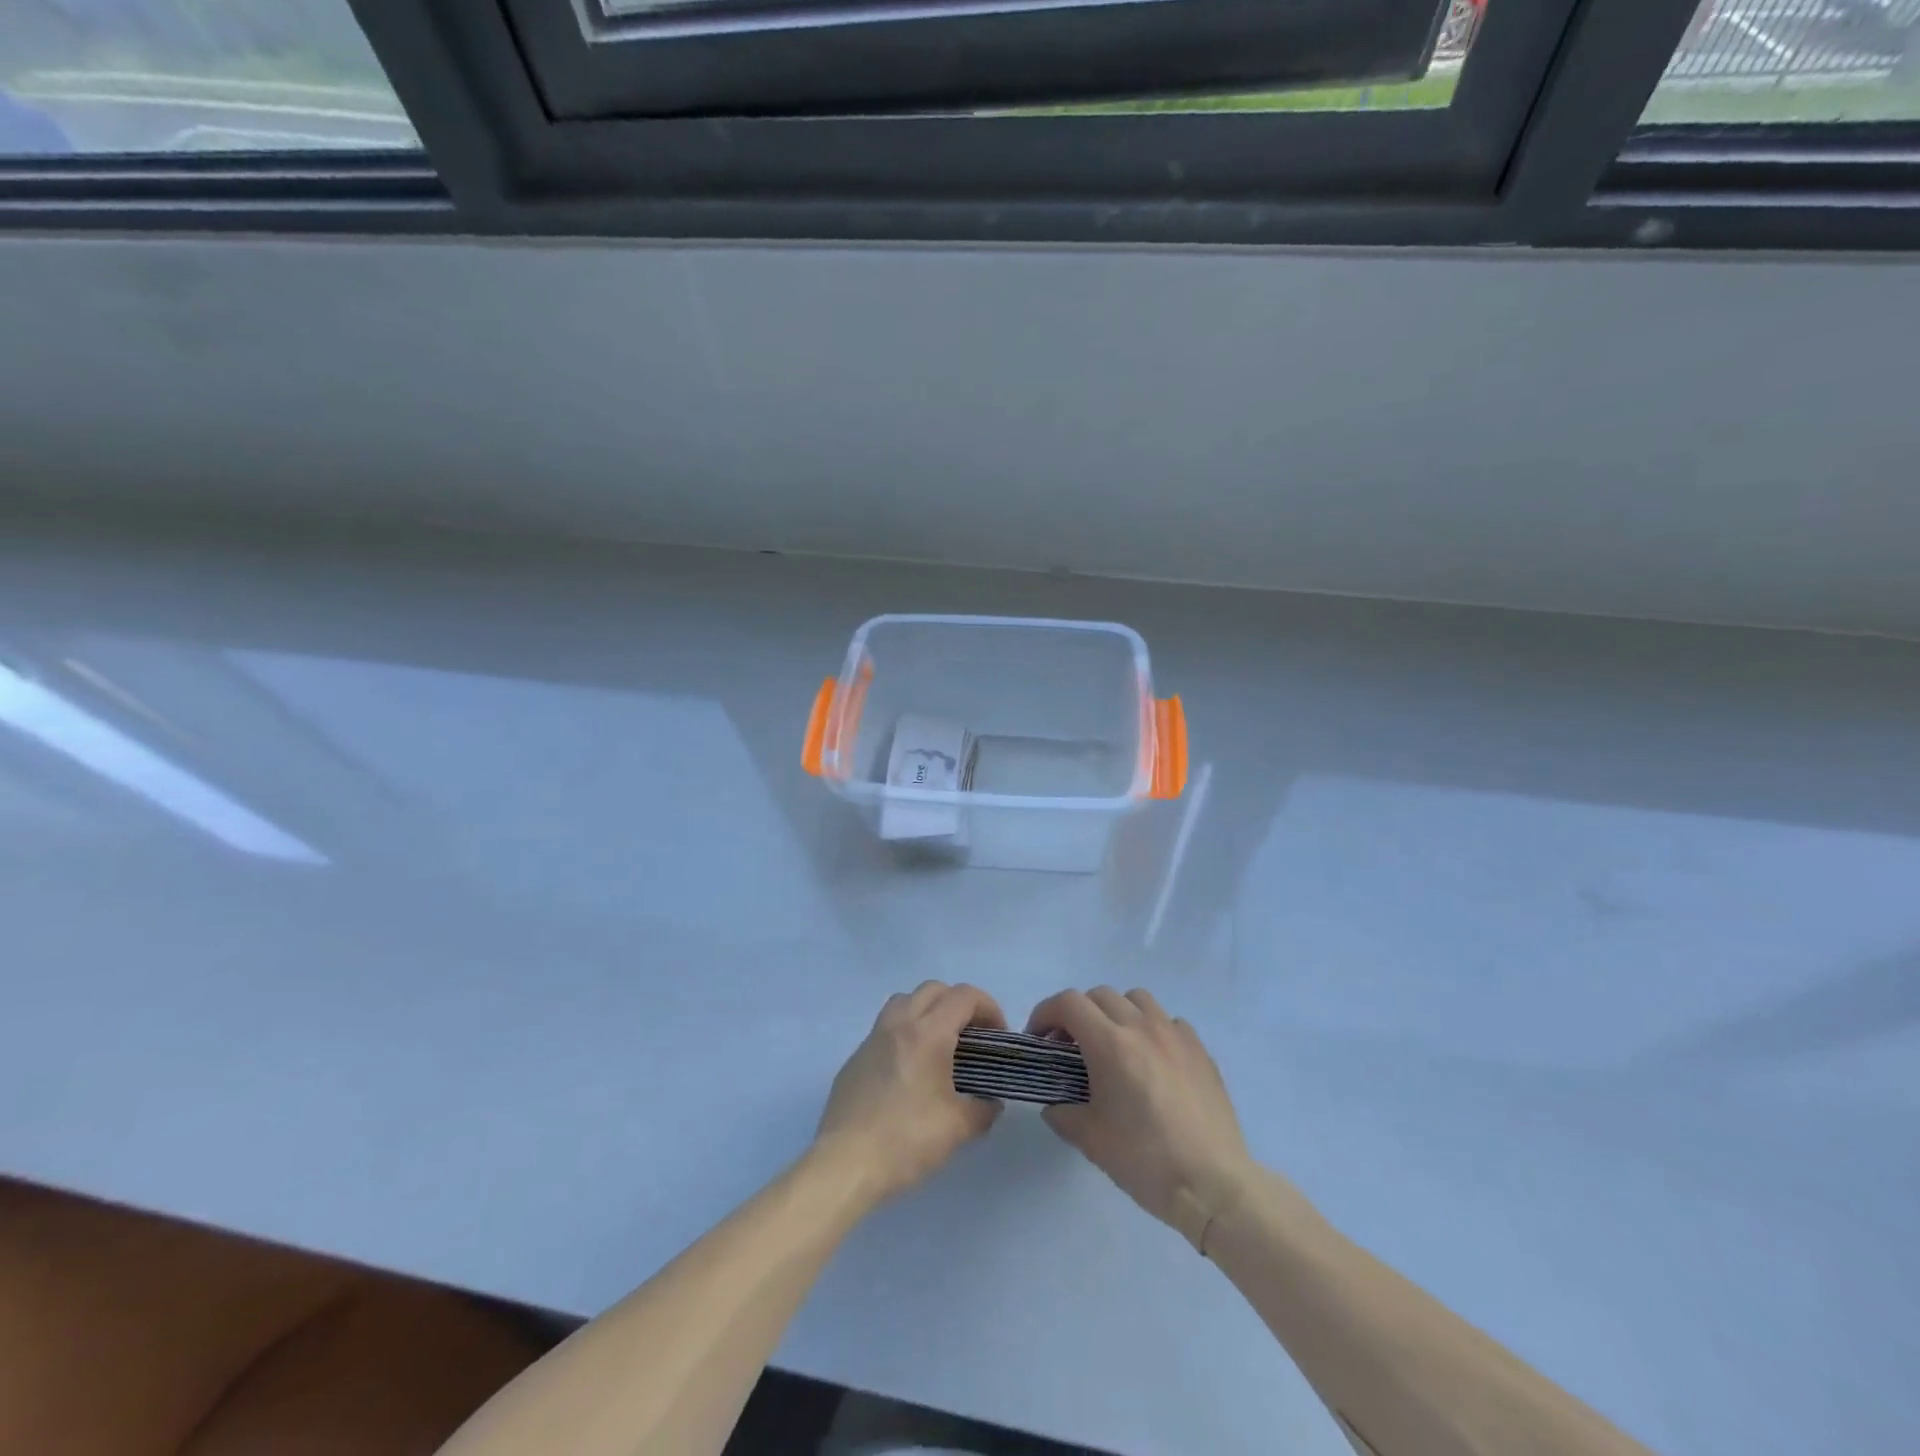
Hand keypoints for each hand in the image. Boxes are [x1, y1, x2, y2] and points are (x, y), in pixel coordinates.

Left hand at [813, 981, 1005, 1207]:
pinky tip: (909, 1070)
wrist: (845, 1164)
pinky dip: (904, 1033)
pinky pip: (885, 1028)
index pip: (964, 996)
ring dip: (928, 1010)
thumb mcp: (957, 1128)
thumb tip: (990, 1102)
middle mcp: (899, 1023)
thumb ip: (982, 1109)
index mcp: (928, 1032)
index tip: (998, 1035)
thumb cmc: (906, 1140)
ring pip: (904, 1001)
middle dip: (959, 1004)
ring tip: (940, 1043)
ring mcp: (872, 1038)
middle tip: (972, 1035)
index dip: (989, 1007)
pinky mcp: (855, 1058)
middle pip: (934, 989)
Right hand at [1028, 987, 1254, 1249]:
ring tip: (1114, 1045)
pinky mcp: (1200, 1049)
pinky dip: (1152, 1029)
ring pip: (1137, 999)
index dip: (1046, 1013)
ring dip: (1116, 1012)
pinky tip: (1153, 1060)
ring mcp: (1175, 1034)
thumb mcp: (1091, 1140)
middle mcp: (1141, 1026)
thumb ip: (1063, 1114)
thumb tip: (1055, 1105)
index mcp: (1110, 1043)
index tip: (1039, 1038)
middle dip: (1078, 1014)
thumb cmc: (1145, 1160)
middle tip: (1071, 1046)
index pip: (1068, 1003)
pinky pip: (1169, 1021)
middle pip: (1099, 995)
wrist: (1213, 1185)